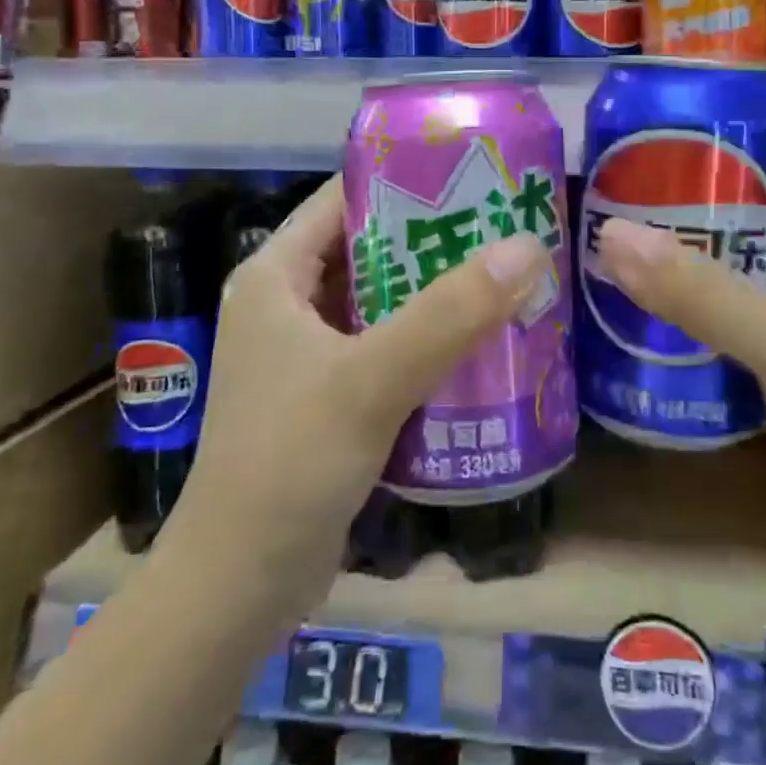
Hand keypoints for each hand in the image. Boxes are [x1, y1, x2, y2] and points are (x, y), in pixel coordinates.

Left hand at [157, 175, 551, 618]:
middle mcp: (287, 304)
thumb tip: (527, 247)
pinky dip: (428, 342)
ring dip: (437, 294)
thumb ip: (449, 314)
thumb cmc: (288, 464)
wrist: (237, 590)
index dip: (405, 180)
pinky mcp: (328, 397)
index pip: (344, 199)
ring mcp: (307, 354)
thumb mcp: (371, 379)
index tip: (472, 175)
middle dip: (435, 241)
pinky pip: (387, 349)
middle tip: (505, 228)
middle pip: (371, 250)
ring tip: (505, 278)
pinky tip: (481, 345)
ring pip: (383, 302)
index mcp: (276, 276)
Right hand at [593, 155, 765, 587]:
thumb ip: (702, 290)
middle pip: (751, 209)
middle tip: (619, 186)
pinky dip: (685, 304)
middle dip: (692, 195)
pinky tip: (635, 306)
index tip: (666, 131)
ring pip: (733, 263)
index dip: (737, 136)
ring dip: (683, 251)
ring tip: (613, 237)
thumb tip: (611, 233)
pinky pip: (724, 314)